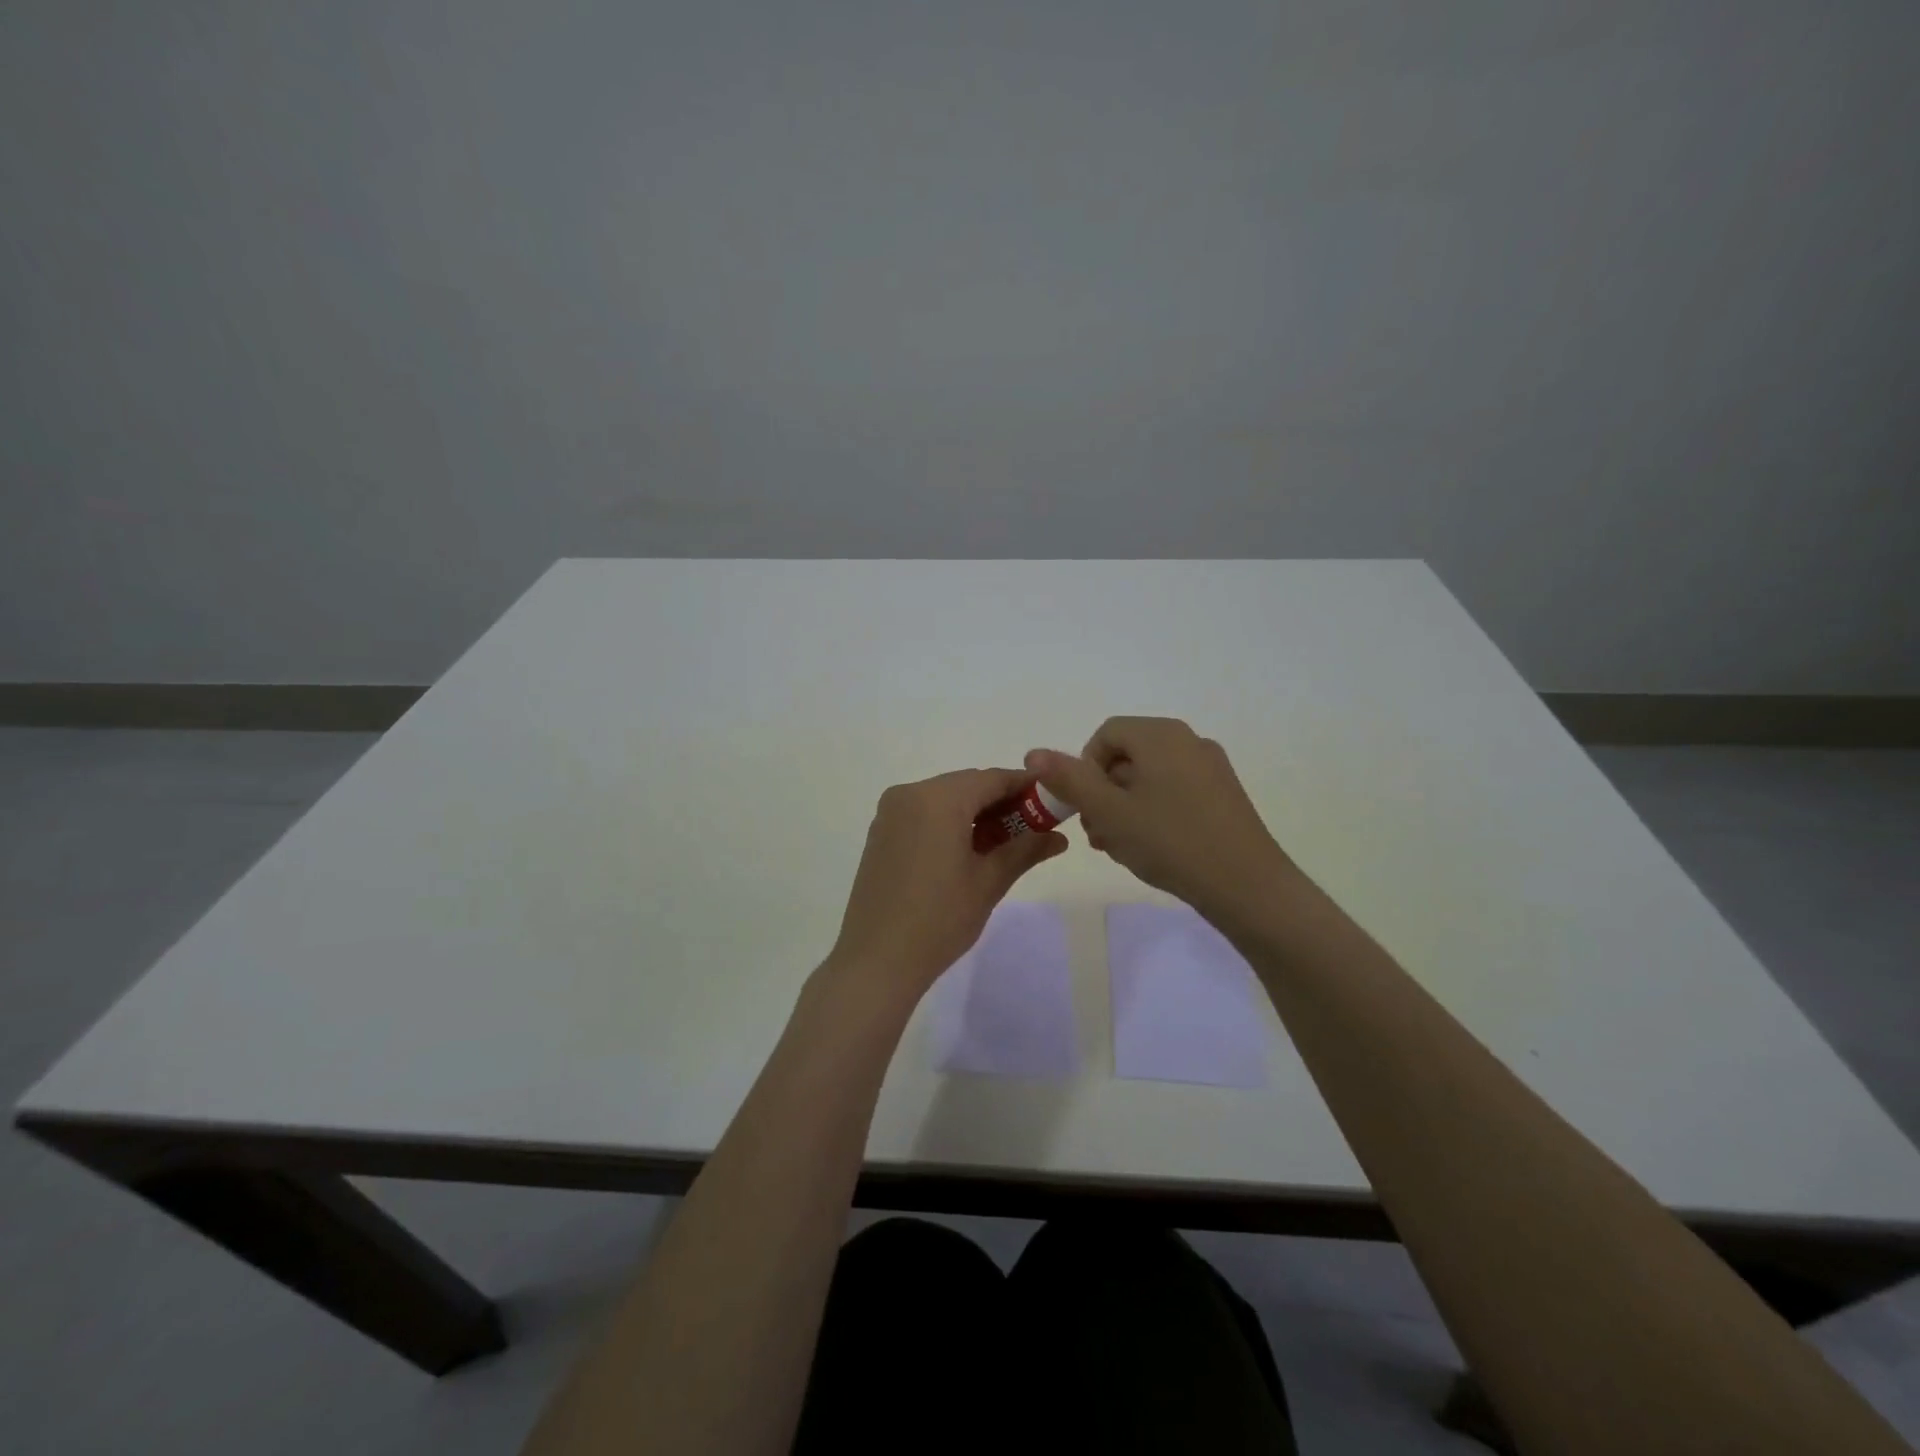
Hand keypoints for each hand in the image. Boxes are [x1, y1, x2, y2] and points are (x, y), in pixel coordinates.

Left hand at [826, 768, 1068, 995]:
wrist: (876, 960)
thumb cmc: (939, 919)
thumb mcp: (988, 882)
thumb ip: (1025, 849)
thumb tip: (1059, 837)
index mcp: (938, 799)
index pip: (992, 779)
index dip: (1025, 787)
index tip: (1052, 801)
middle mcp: (910, 794)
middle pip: (966, 786)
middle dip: (1001, 802)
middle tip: (1033, 829)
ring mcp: (890, 813)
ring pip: (944, 799)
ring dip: (975, 813)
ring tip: (1004, 844)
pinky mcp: (881, 833)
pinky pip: (923, 814)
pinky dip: (949, 822)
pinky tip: (968, 851)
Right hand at [1026, 717, 1293, 920]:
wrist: (1247, 886)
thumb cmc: (1170, 841)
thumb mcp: (1109, 812)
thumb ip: (1069, 780)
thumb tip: (1034, 752)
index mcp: (1160, 735)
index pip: (1106, 734)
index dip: (1084, 768)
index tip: (1084, 807)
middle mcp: (1188, 741)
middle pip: (1128, 756)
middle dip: (1103, 793)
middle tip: (1098, 835)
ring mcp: (1211, 768)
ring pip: (1150, 778)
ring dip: (1125, 808)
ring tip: (1121, 848)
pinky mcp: (1224, 795)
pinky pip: (1175, 792)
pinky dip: (1154, 813)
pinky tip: (1153, 849)